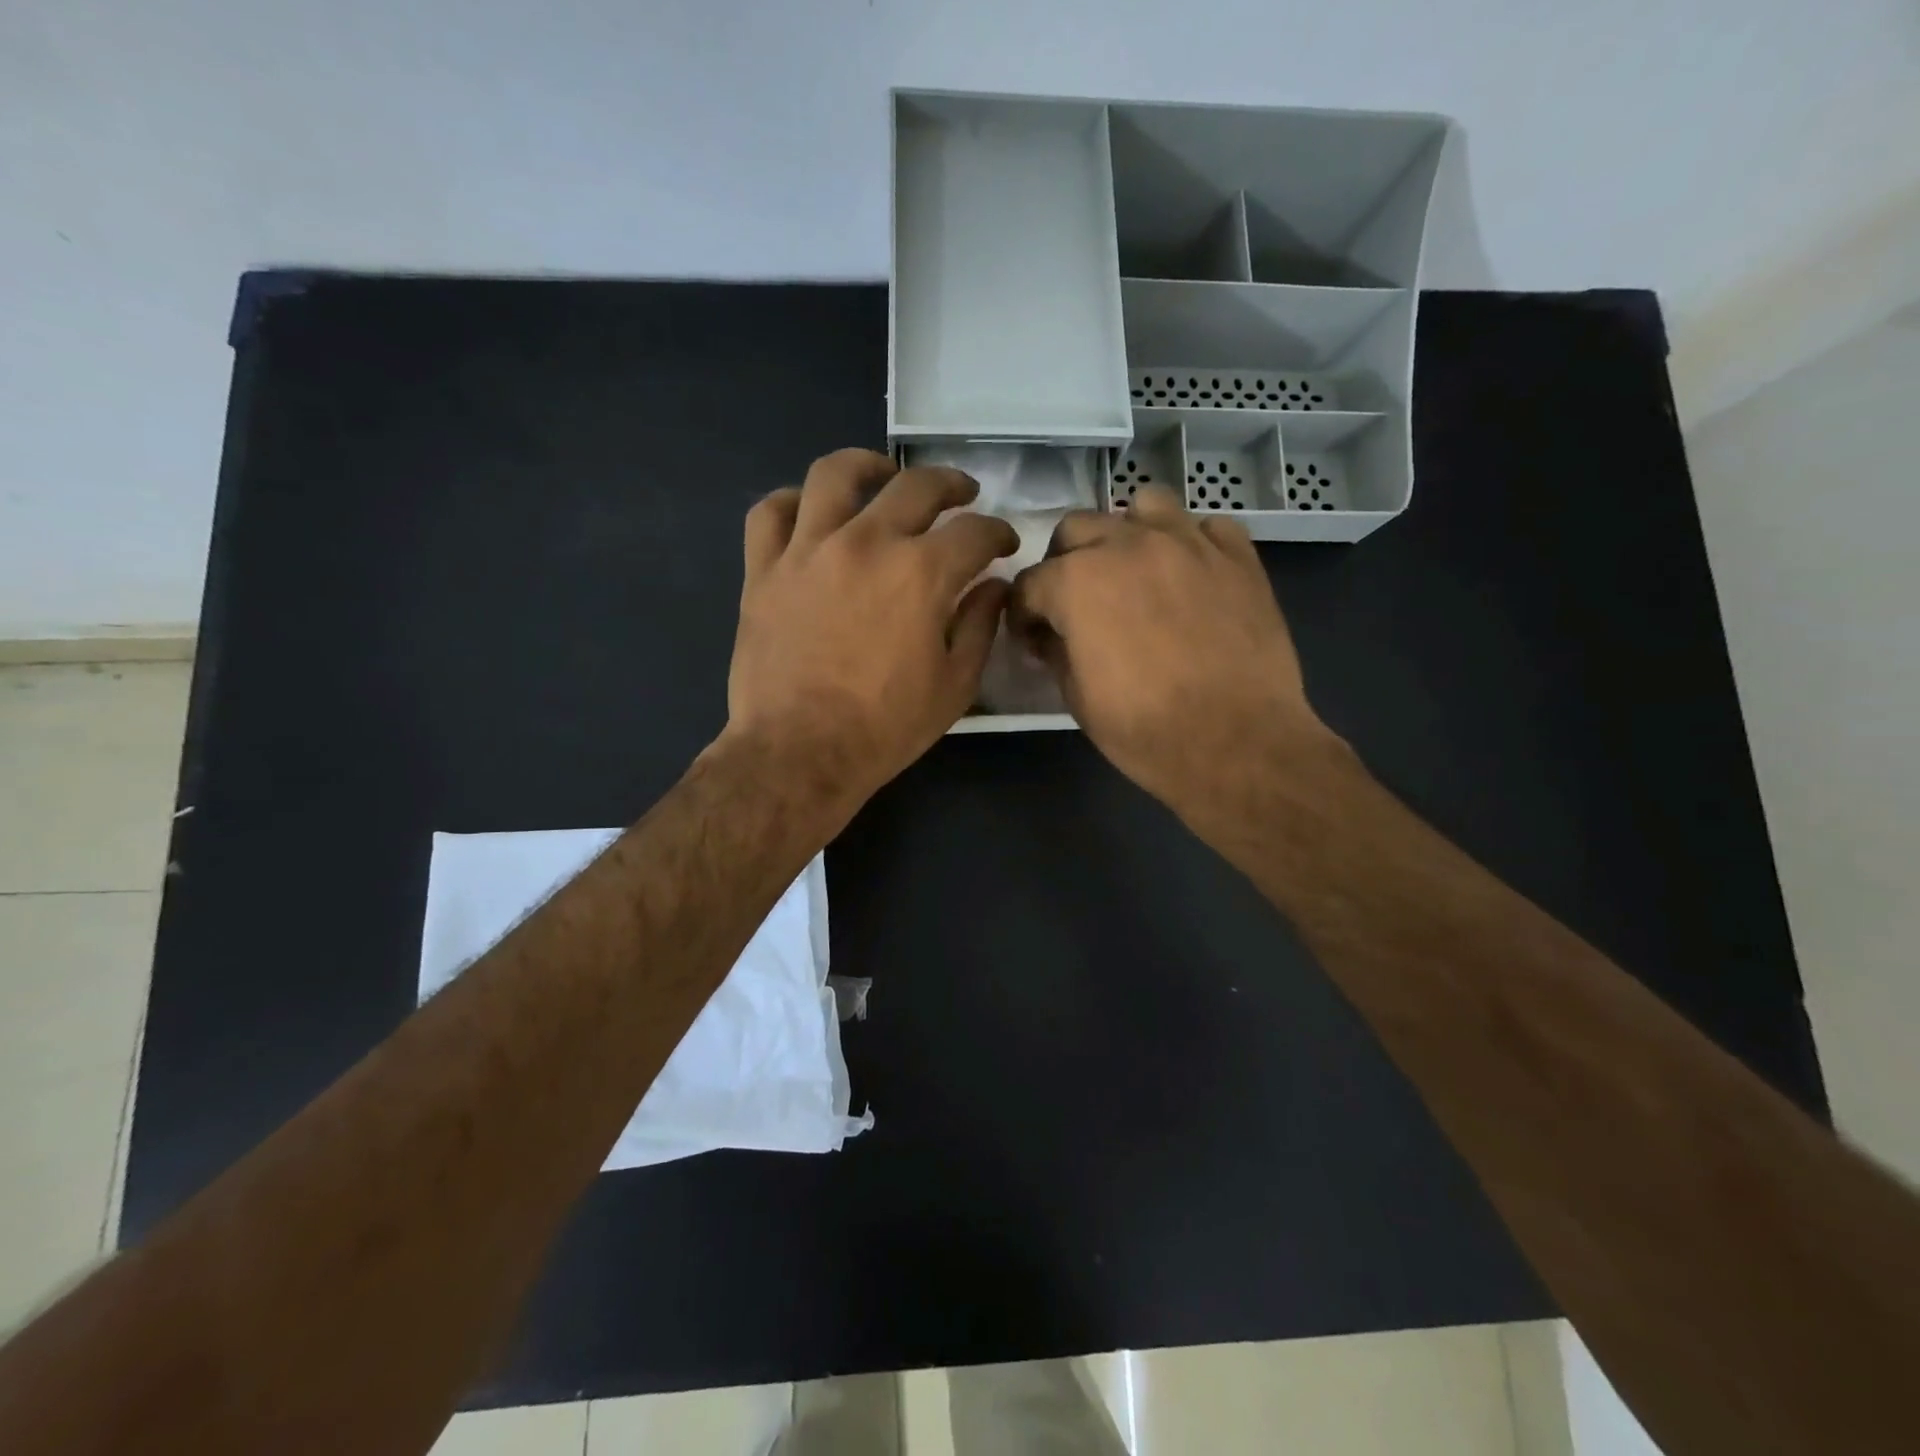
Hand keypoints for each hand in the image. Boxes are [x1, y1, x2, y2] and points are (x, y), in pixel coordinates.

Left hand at [723, 448, 1017, 817]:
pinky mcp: (763, 569)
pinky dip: (793, 502)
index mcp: (921, 573)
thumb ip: (979, 626)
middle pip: (915, 485)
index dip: (998, 533)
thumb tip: (992, 587)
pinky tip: (810, 510)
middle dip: (951, 485)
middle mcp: (866, 542)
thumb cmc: (885, 727)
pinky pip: (771, 512)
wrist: (799, 752)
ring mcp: (808, 550)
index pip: (974, 532)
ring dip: (868, 465)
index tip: (1003, 544)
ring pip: (835, 474)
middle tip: (962, 496)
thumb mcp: (954, 686)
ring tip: (882, 473)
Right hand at [1009, 485, 1337, 829]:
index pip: (1030, 583)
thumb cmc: (1145, 729)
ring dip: (1127, 534)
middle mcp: (1128, 545)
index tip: (1032, 637)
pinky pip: (1205, 527)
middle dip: (1065, 562)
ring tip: (1134, 571)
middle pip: (1078, 528)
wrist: (1236, 743)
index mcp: (1078, 581)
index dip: (1024, 613)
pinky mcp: (1237, 556)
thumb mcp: (1077, 697)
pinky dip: (1190, 544)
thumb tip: (1050, 635)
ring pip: (1144, 506)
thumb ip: (1056, 651)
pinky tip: (1190, 577)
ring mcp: (1188, 543)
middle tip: (1076, 602)